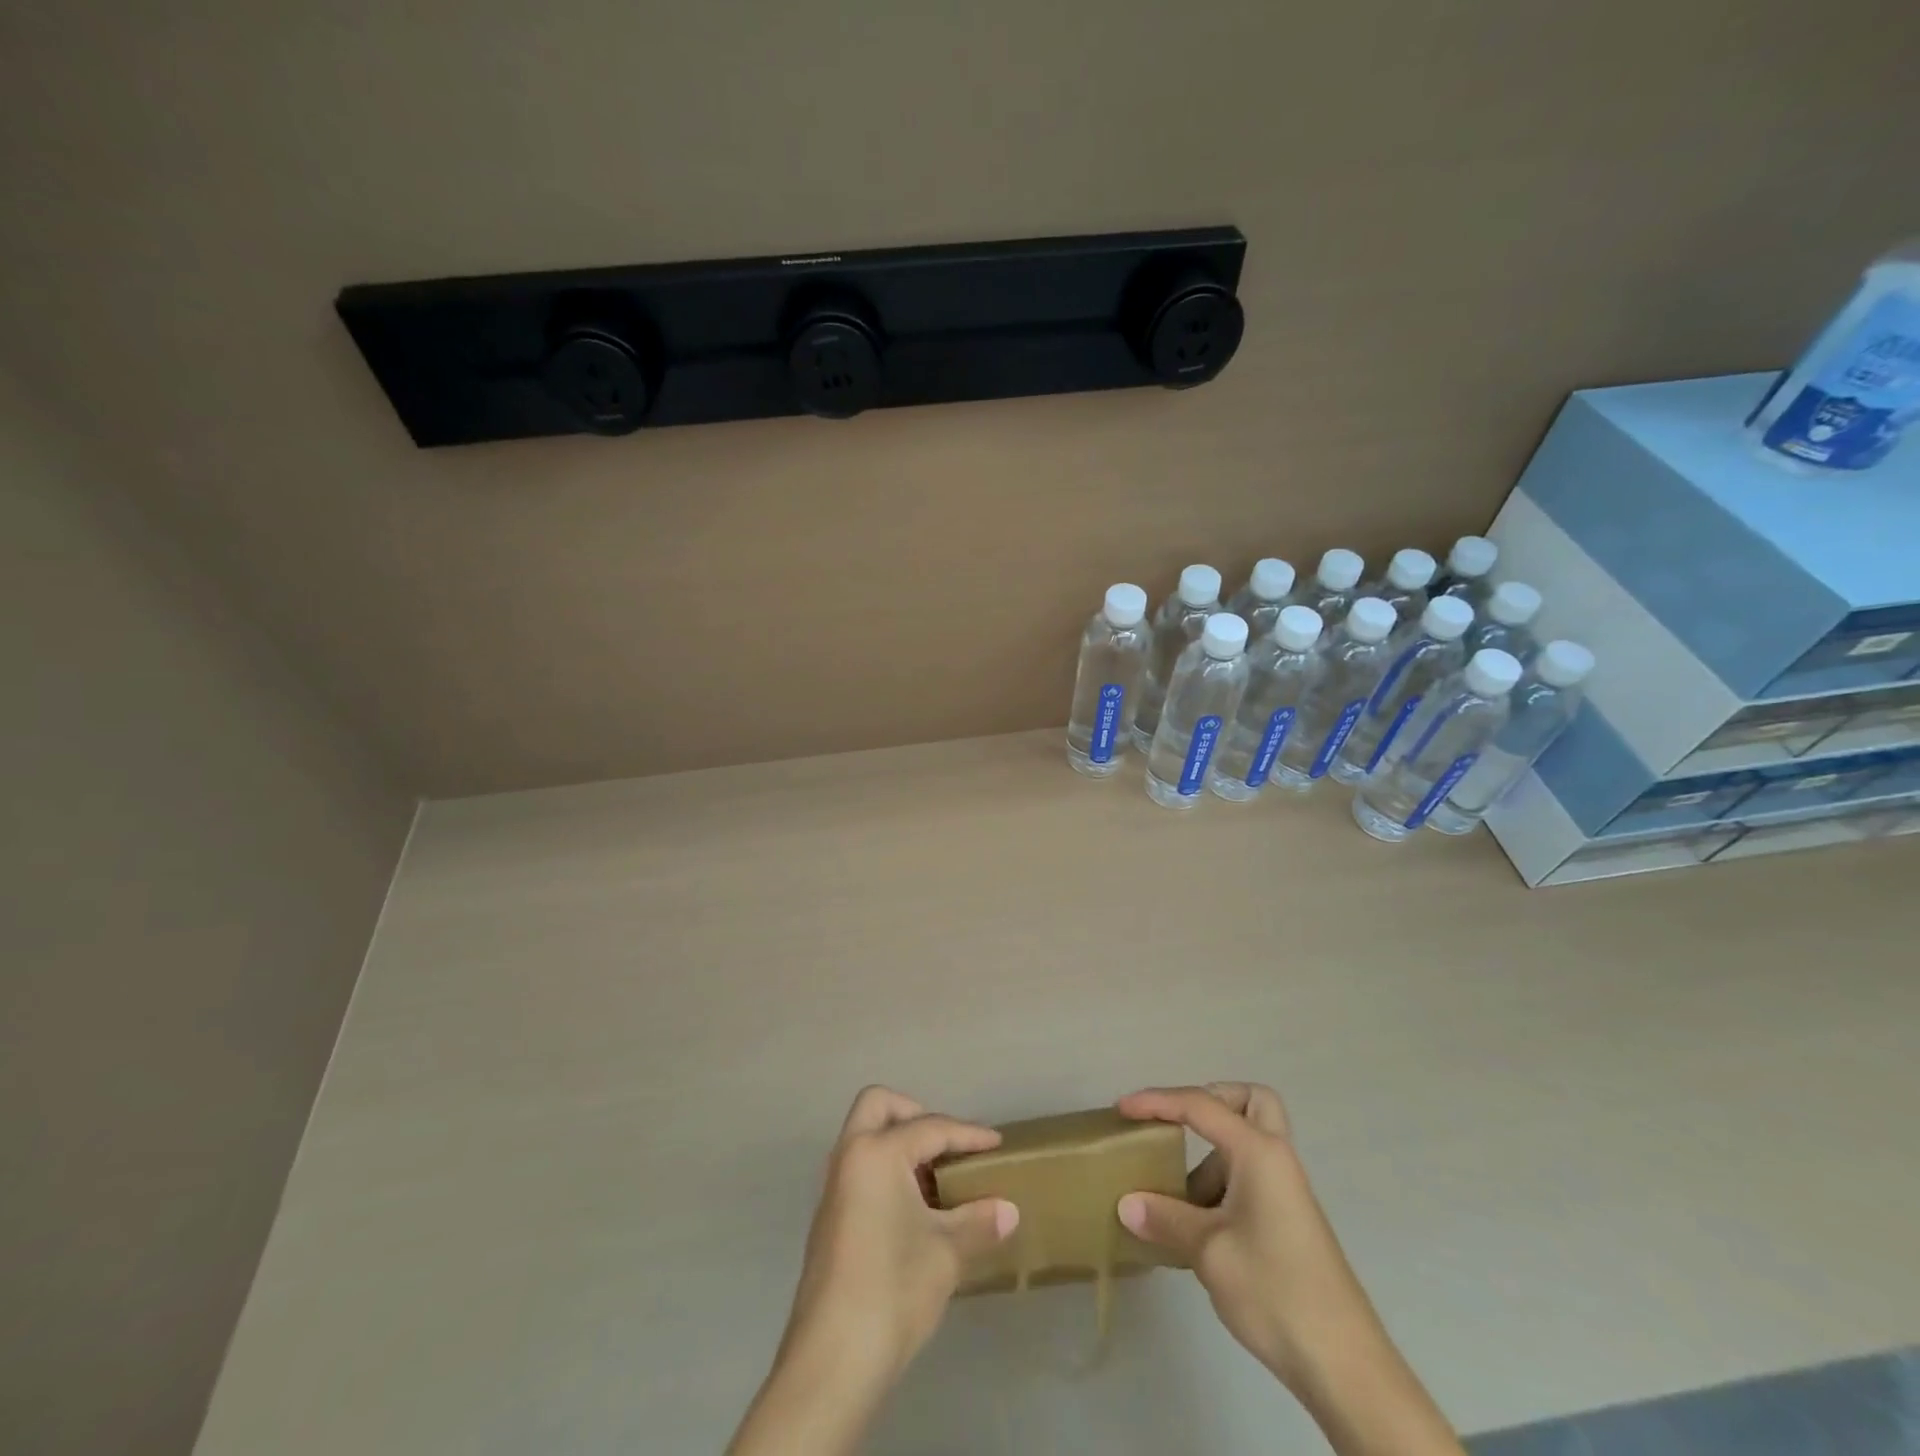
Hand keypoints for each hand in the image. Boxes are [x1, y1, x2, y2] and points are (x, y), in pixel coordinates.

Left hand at [729, 1087, 1018, 1455]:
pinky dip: (887, 1170)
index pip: (930, 1127)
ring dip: (900, 1144)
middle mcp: (849, 1157)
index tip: (997, 1142)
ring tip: (938, 1179)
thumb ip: (978, 1221)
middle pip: (878, 1106)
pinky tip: (915, 1209)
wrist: (832, 1362)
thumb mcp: (946, 1253)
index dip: (968, 1134)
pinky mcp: (829, 1217)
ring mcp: (834, 1187)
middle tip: (947, 1146)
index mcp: (876, 1152)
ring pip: (865, 1137)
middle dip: (915, 1114)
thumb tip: (1009, 1210)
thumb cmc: (892, 1290)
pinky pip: (861, 1168)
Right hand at [1114, 1083, 1381, 1394]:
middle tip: (1178, 1125)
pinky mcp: (1288, 1221)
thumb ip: (1165, 1219)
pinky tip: (1196, 1227)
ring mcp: (1286, 1191)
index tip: (1121, 1109)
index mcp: (1259, 1152)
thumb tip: (1126, 1204)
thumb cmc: (1274, 1291)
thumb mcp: (1208, 1252)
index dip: (1157, 1102)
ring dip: (1211, 1156)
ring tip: (1174, 1196)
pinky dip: (1222, 1186)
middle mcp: (1277, 1159)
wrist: (1345, 1366)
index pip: (1200, 1105)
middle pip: (1250, 1102)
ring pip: (1247, 1144)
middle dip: (1212, 1101)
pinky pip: (1250, 1178)